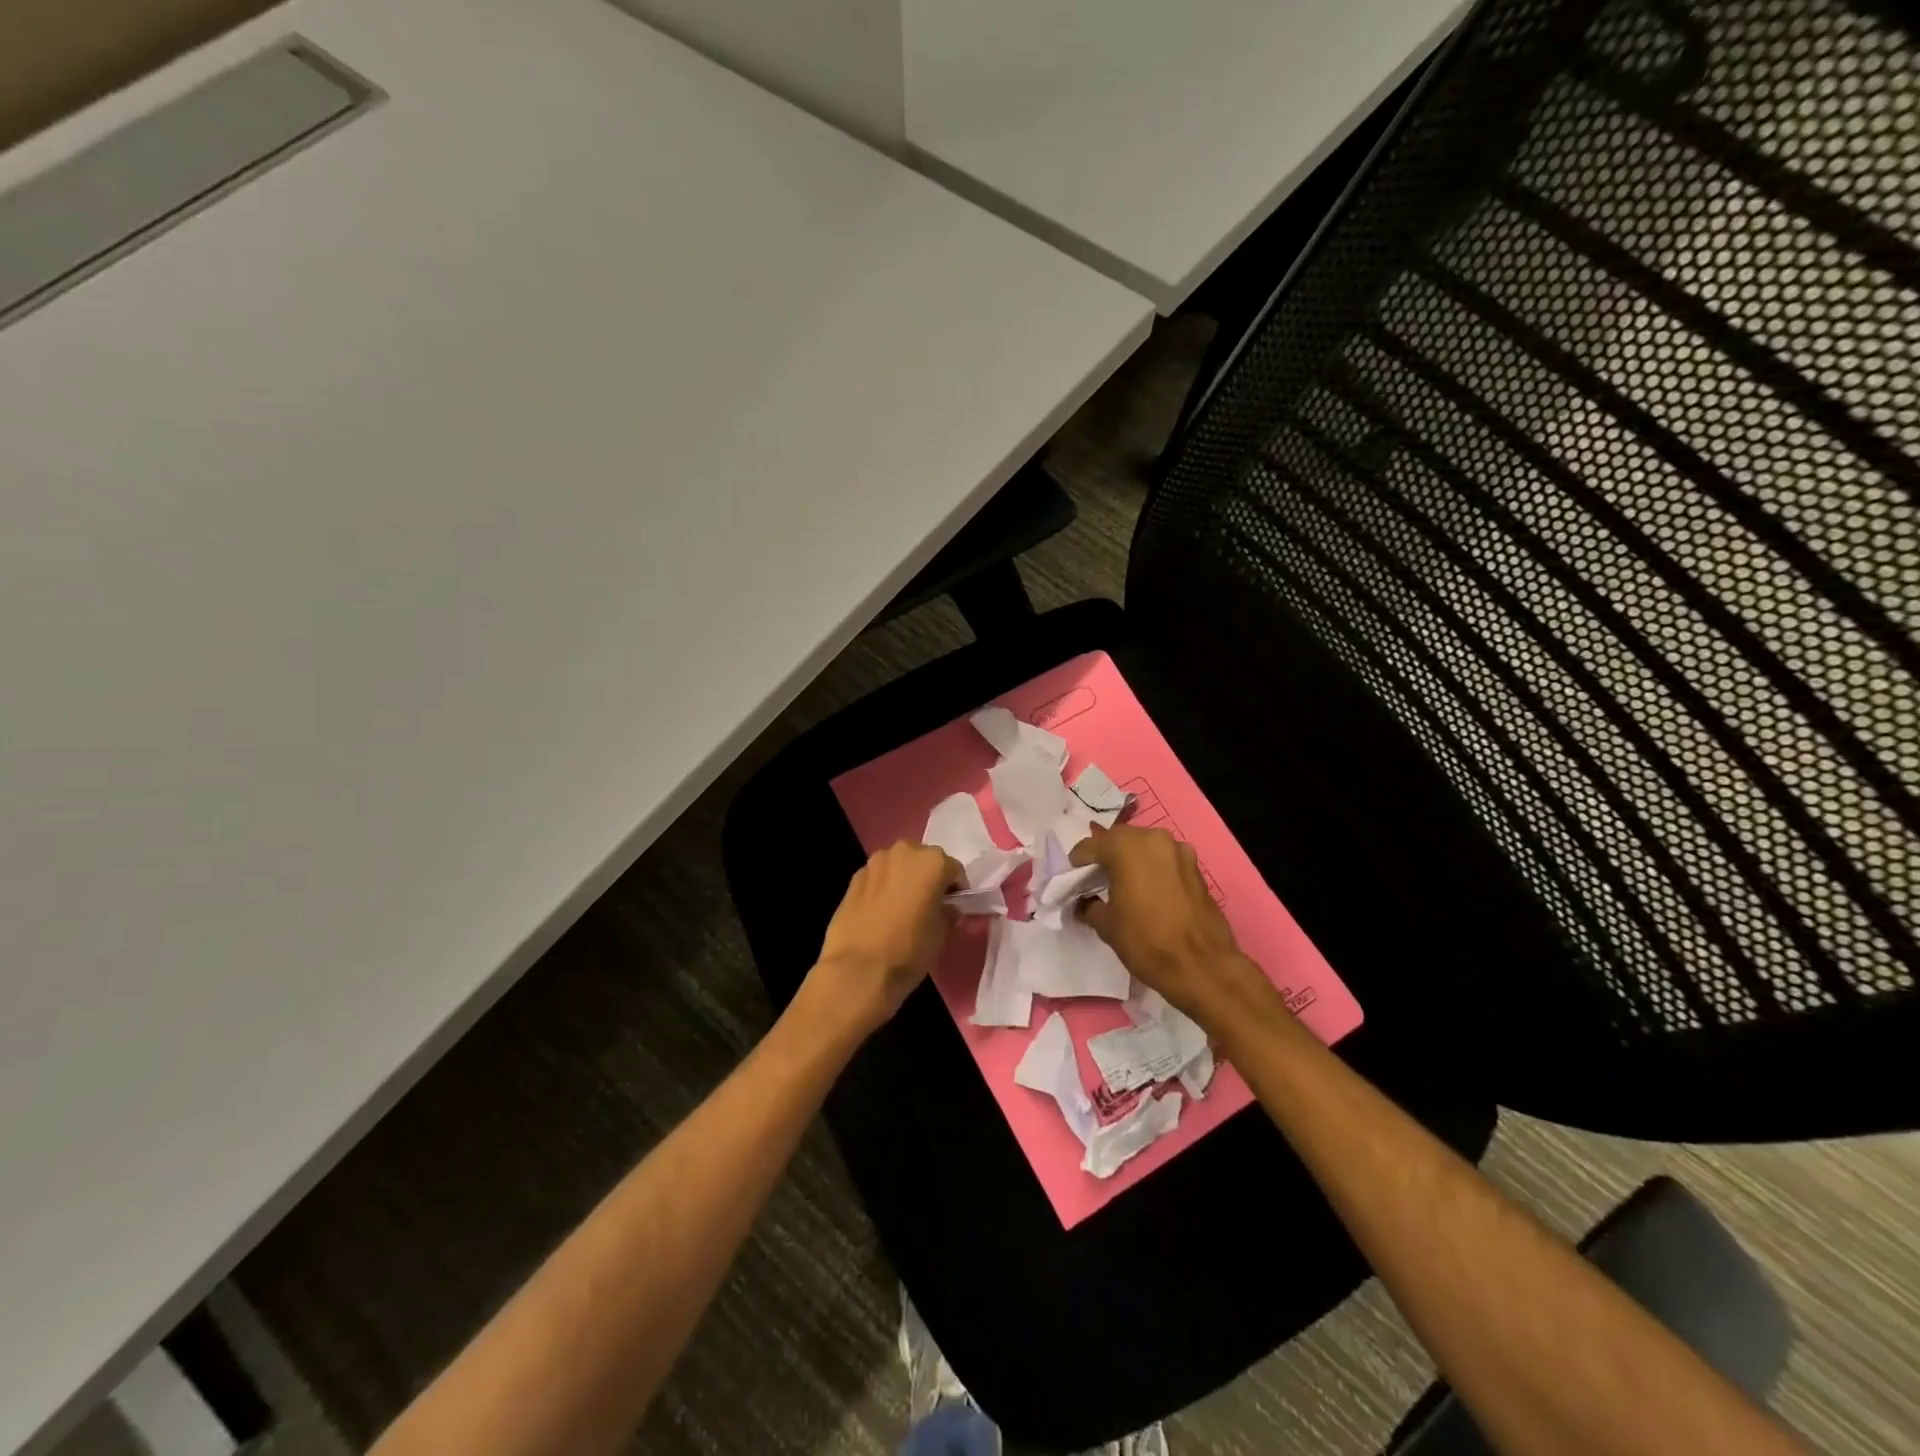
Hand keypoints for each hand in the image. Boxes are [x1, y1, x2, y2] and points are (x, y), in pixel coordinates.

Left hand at [810, 841, 962, 1034]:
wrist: (858, 969)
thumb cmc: (910, 949)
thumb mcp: (942, 934)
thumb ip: (948, 912)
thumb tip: (946, 908)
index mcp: (933, 862)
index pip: (954, 870)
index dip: (956, 889)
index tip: (954, 907)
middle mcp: (904, 852)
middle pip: (924, 861)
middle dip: (928, 879)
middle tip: (929, 905)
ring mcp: (875, 863)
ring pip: (898, 866)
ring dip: (904, 880)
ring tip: (903, 909)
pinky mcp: (853, 878)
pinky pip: (878, 878)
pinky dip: (883, 888)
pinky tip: (881, 913)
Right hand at [1071, 823, 1270, 1026]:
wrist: (1202, 966)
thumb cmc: (1146, 941)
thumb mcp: (1106, 925)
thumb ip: (1089, 905)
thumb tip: (1084, 903)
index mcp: (1126, 846)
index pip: (1090, 846)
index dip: (1077, 864)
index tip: (1071, 881)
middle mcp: (1153, 838)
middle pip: (1119, 841)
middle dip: (1105, 857)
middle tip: (1095, 882)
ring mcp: (1179, 850)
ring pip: (1144, 848)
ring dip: (1130, 862)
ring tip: (1122, 887)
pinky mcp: (1196, 867)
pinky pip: (1164, 861)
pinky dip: (1151, 870)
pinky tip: (1147, 893)